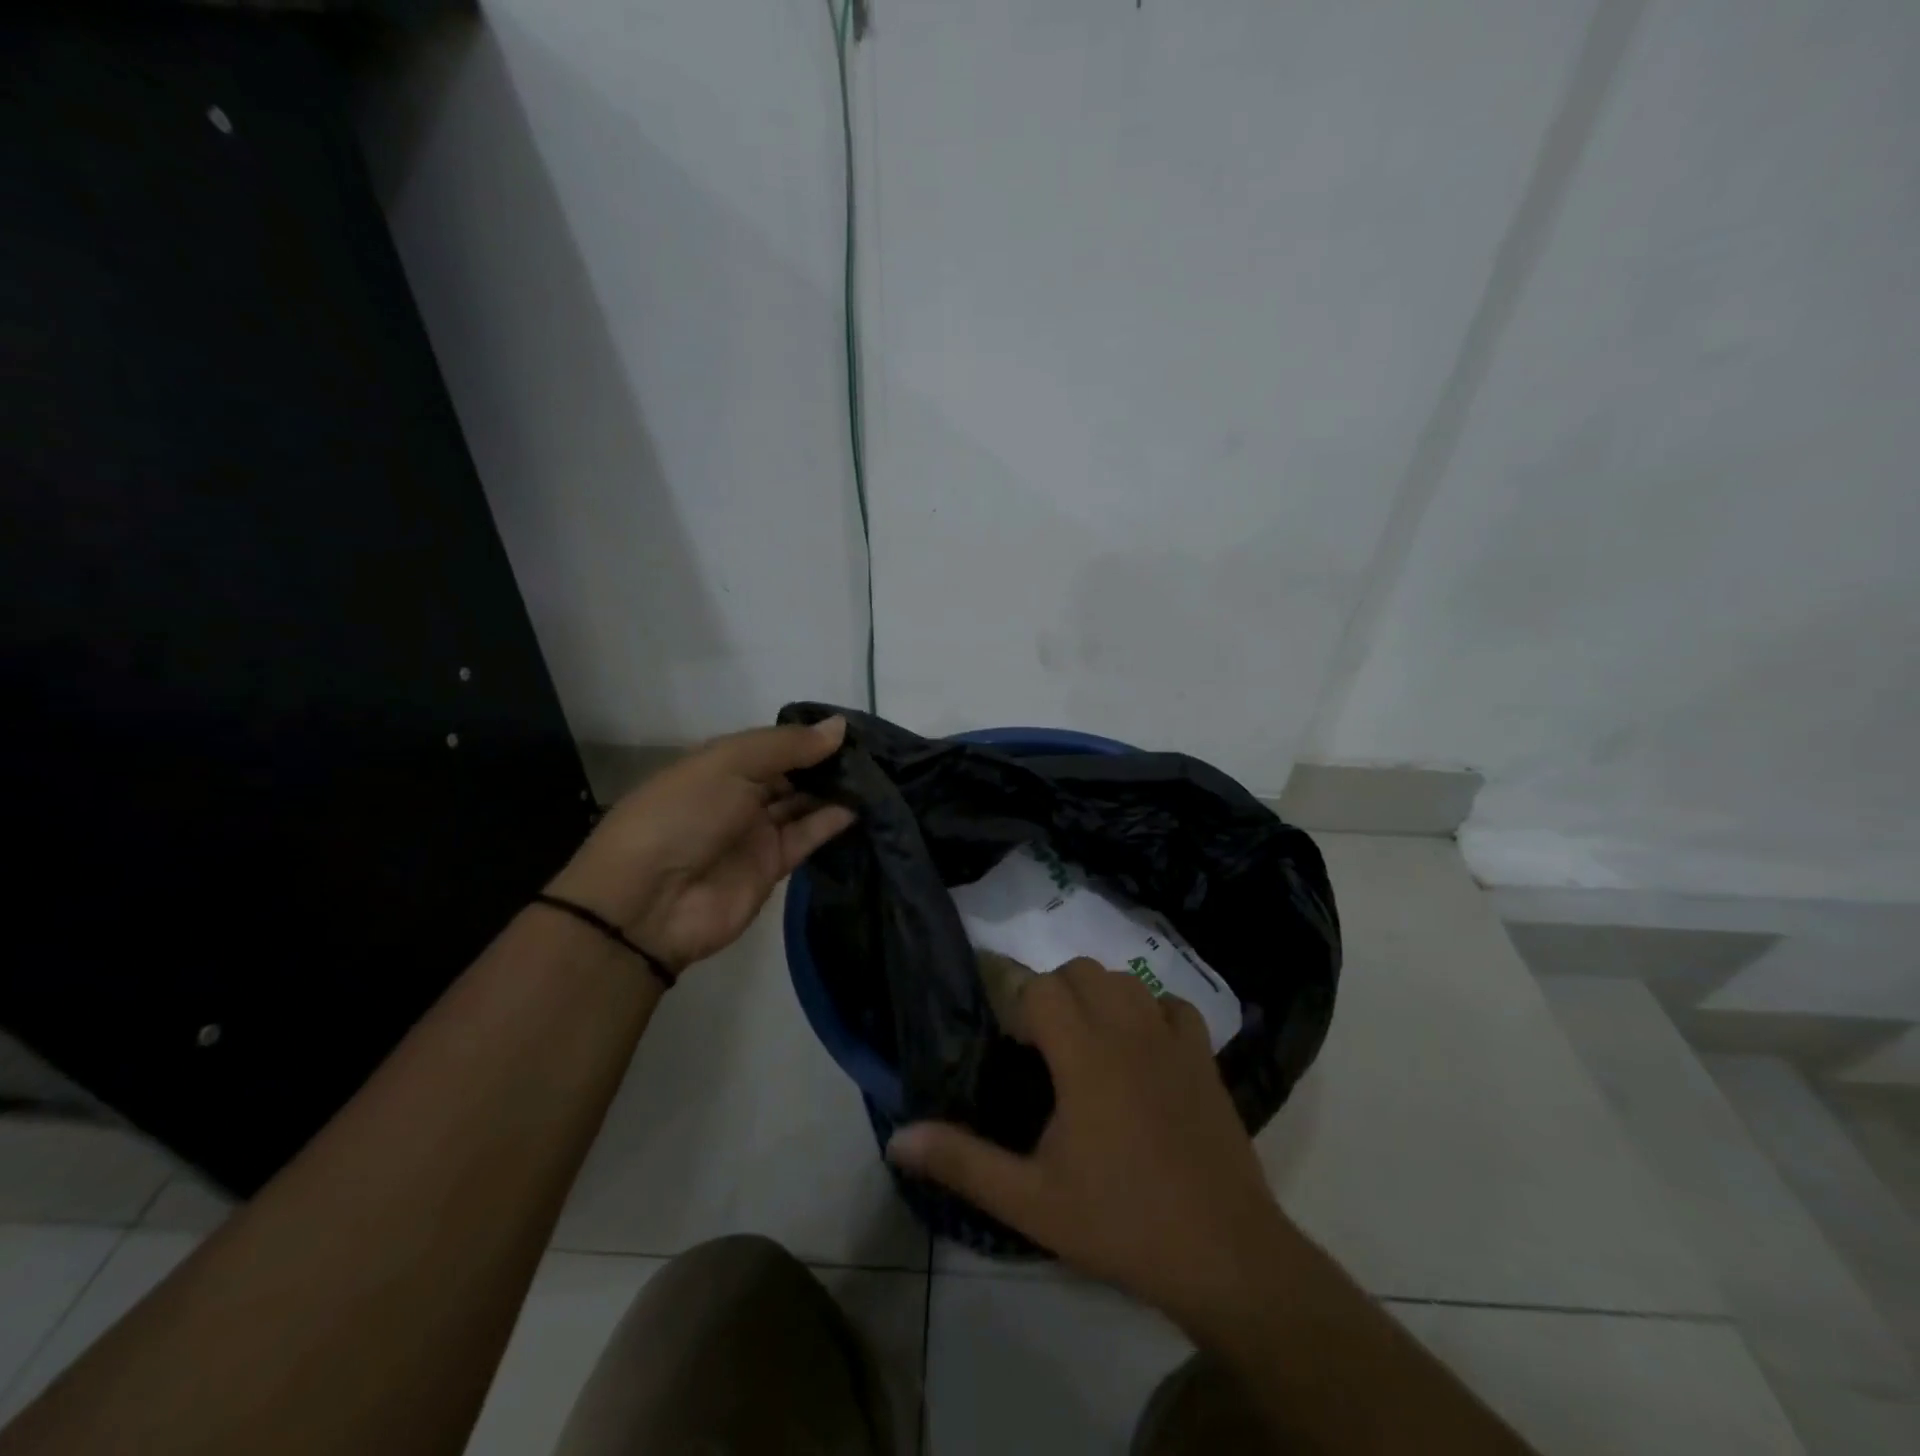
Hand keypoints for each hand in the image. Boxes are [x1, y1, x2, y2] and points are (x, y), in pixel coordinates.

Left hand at [544, 718, 855, 972]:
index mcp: (720, 763)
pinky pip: (808, 836)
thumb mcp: (729, 763)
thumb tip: (840, 727)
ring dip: (835, 789)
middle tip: (875, 752)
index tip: (853, 727)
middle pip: (792, 773)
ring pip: (803, 803)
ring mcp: (756, 831)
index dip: (809, 735)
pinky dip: (832, 821)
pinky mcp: (773, 866)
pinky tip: (862, 805)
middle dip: (827, 762)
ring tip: (878, 775)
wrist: (648, 902)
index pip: (774, 743)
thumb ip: (787, 746)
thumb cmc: (682, 814)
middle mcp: (740, 794)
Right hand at [886, 959, 1288, 1329]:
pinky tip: (1140, 1048)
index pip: (1040, 986)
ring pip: (1125, 979)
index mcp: (1084, 1054)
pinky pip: (1172, 1005)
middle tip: (1039, 1044)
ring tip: (1084, 1043)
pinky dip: (1149, 1010)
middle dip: (1051, 992)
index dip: (1015, 1000)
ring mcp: (1172, 1039)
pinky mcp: (1204, 1057)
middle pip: (1081, 971)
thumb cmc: (1121, 1223)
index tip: (1006, 1038)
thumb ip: (962, 1162)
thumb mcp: (1030, 1201)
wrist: (1224, 1256)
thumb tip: (896, 1137)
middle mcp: (1128, 1030)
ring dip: (1096, 994)